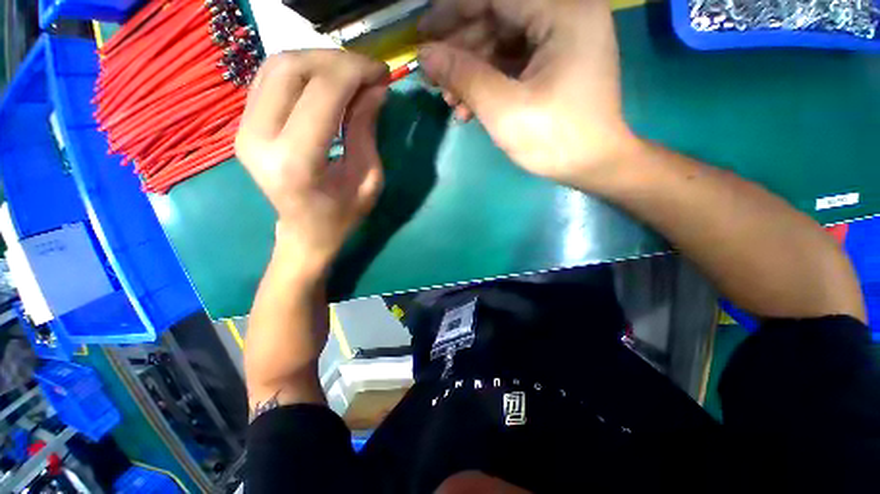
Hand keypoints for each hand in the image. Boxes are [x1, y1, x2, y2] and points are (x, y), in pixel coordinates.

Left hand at [236, 50, 388, 271]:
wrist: (304, 232)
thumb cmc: (342, 215)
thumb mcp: (368, 180)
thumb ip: (367, 131)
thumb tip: (376, 89)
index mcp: (297, 162)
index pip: (322, 94)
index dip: (355, 72)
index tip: (381, 72)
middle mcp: (259, 139)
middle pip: (293, 69)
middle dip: (338, 61)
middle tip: (368, 72)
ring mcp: (244, 129)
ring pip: (277, 66)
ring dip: (319, 61)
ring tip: (350, 75)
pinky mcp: (243, 125)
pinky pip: (270, 78)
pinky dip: (302, 71)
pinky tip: (326, 82)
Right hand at [418, 0, 636, 188]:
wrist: (593, 166)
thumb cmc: (555, 140)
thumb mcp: (505, 109)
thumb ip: (464, 76)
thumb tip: (425, 55)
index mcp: (563, 12)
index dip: (453, 12)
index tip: (422, 32)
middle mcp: (566, 14)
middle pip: (498, 18)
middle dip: (460, 49)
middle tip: (433, 76)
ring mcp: (561, 40)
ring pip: (502, 43)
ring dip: (471, 72)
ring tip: (449, 100)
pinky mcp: (555, 63)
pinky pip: (513, 63)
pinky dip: (489, 82)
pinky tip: (469, 107)